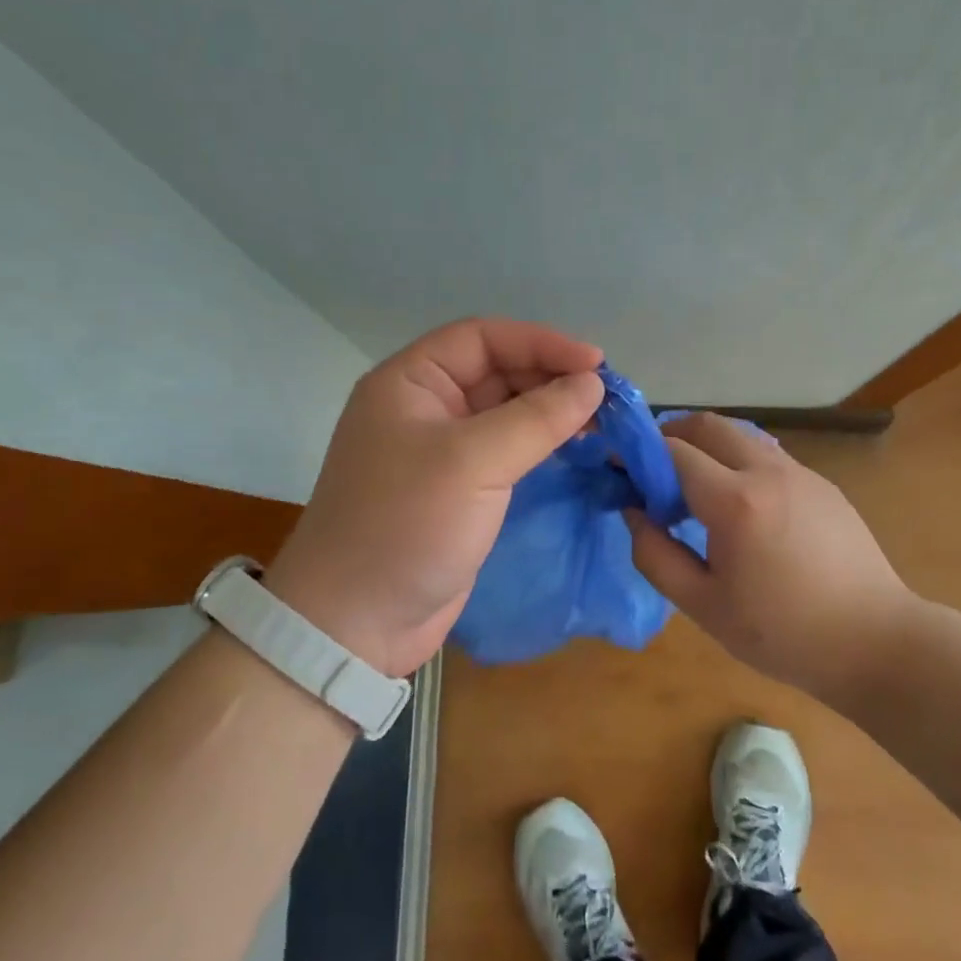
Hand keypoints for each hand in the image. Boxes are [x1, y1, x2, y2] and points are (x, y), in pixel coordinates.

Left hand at [261, 319, 604, 677]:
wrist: (355, 623)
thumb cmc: (406, 525)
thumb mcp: (472, 461)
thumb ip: (536, 417)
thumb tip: (592, 383)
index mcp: (410, 382)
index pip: (482, 338)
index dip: (540, 342)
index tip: (595, 363)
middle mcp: (424, 407)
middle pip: (497, 372)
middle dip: (550, 377)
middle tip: (605, 397)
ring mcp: (441, 451)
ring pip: (506, 413)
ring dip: (551, 412)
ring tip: (600, 423)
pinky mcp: (460, 490)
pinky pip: (507, 451)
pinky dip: (541, 445)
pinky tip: (576, 450)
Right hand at [625, 412, 918, 697]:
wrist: (876, 643)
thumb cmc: (783, 634)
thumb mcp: (703, 606)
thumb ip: (656, 555)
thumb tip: (634, 512)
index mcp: (735, 502)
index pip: (672, 451)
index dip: (638, 454)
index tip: (618, 468)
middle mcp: (768, 471)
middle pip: (707, 426)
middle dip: (670, 435)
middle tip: (651, 470)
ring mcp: (801, 473)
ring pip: (740, 436)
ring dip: (706, 447)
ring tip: (692, 489)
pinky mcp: (822, 484)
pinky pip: (767, 456)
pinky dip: (738, 462)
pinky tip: (740, 507)